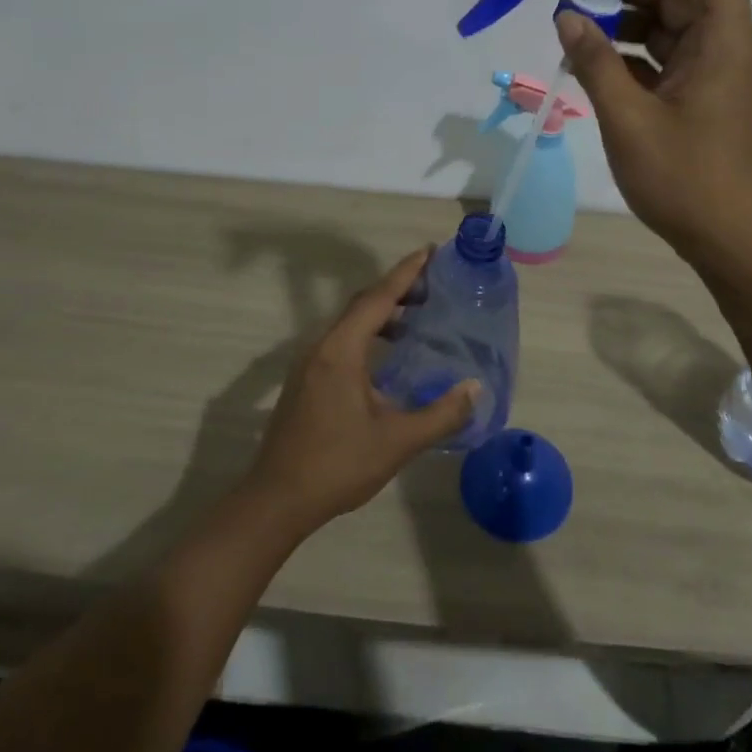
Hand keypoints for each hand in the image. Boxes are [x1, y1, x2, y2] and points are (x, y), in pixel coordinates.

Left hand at [245, 248, 476, 532]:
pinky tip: (388, 356)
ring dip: (382, 313)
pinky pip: (342, 339)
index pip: (378, 298)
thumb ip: (440, 414)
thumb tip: (475, 388)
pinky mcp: (306, 379)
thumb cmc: (337, 465)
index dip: (406, 272)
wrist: (277, 499)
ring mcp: (310, 362)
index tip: (430, 251)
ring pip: (350, 322)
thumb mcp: (397, 441)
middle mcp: (322, 346)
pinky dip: (368, 333)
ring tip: (417, 317)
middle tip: (432, 285)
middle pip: (363, 303)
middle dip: (397, 288)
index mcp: (342, 350)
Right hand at [556, 0, 751, 269]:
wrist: (729, 242)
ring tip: (576, 37)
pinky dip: (630, 58)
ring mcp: (712, 77)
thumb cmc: (686, 179)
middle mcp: (724, 49)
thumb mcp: (629, 118)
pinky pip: (663, 62)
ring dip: (625, 25)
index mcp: (724, 41)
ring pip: (668, 29)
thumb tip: (567, 15)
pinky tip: (592, 70)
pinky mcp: (698, 101)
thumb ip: (596, 62)